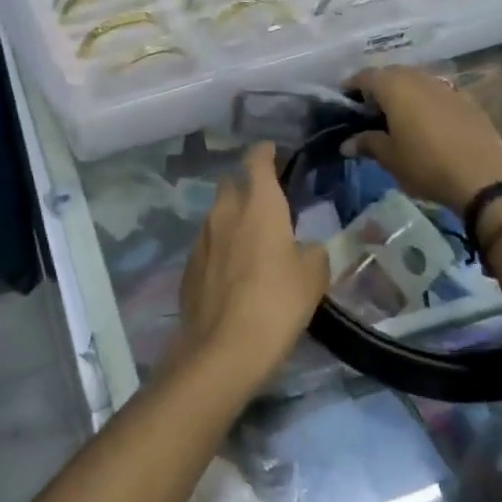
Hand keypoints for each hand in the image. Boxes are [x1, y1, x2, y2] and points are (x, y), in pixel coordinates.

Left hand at [174, 143, 330, 393]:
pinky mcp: (188, 266)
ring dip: (232, 218)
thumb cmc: (276, 304)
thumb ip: (312, 252)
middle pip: (231, 184)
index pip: (256, 162)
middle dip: (246, 185)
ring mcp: (201, 239)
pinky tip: (232, 270)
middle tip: (266, 201)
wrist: (222, 349)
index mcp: (259, 205)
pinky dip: (221, 247)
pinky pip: (207, 244)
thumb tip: (304, 248)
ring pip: (217, 214)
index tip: (272, 152)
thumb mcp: (313, 277)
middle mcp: (224, 212)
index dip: (264, 153)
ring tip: (251, 239)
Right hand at [344, 65, 501, 213]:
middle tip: (368, 109)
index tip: (344, 101)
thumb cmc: (426, 165)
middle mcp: (420, 79)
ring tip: (396, 115)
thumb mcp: (390, 158)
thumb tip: (347, 143)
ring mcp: (447, 87)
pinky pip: (438, 93)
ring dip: (403, 92)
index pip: (366, 76)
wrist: (483, 177)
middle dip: (378, 87)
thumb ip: (367, 143)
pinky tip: (426, 122)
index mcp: (395, 88)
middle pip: (392, 74)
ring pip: (417, 81)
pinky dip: (426, 101)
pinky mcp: (467, 100)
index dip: (352, 86)